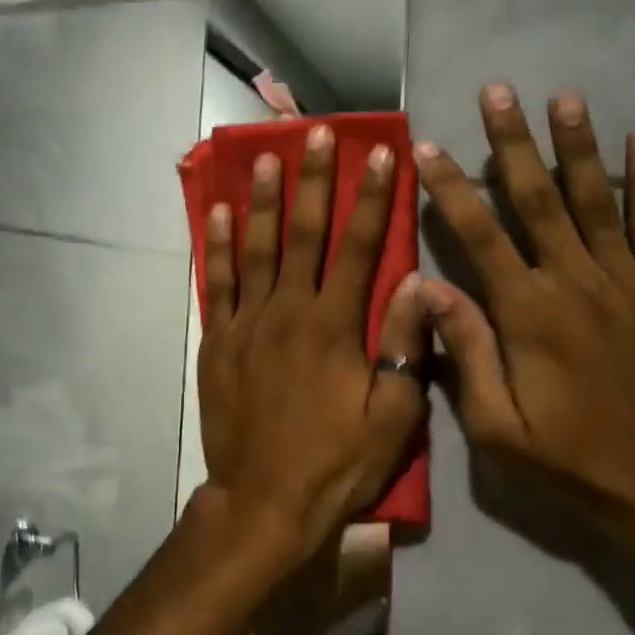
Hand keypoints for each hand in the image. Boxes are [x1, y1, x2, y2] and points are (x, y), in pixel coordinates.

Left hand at [197, 125, 428, 573]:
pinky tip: (219, 213)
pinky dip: (217, 246)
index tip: (380, 154)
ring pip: (256, 249)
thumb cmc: (336, 463)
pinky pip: (217, 284)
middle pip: (303, 233)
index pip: (360, 247)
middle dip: (313, 180)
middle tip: (316, 133)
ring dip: (262, 200)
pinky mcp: (218, 341)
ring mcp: (247, 323)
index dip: (372, 199)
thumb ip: (404, 347)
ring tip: (265, 157)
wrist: (264, 502)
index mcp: (334, 326)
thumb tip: (417, 283)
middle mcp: (288, 311)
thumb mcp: (392, 417)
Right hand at [414, 84, 634, 565]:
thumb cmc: (572, 461)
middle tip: (497, 91)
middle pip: (537, 198)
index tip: (428, 145)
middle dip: (513, 142)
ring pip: (595, 199)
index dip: (451, 186)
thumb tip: (427, 286)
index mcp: (528, 312)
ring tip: (565, 96)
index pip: (479, 233)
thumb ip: (465, 349)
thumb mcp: (497, 425)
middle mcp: (576, 282)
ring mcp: (628, 282)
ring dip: (577, 145)